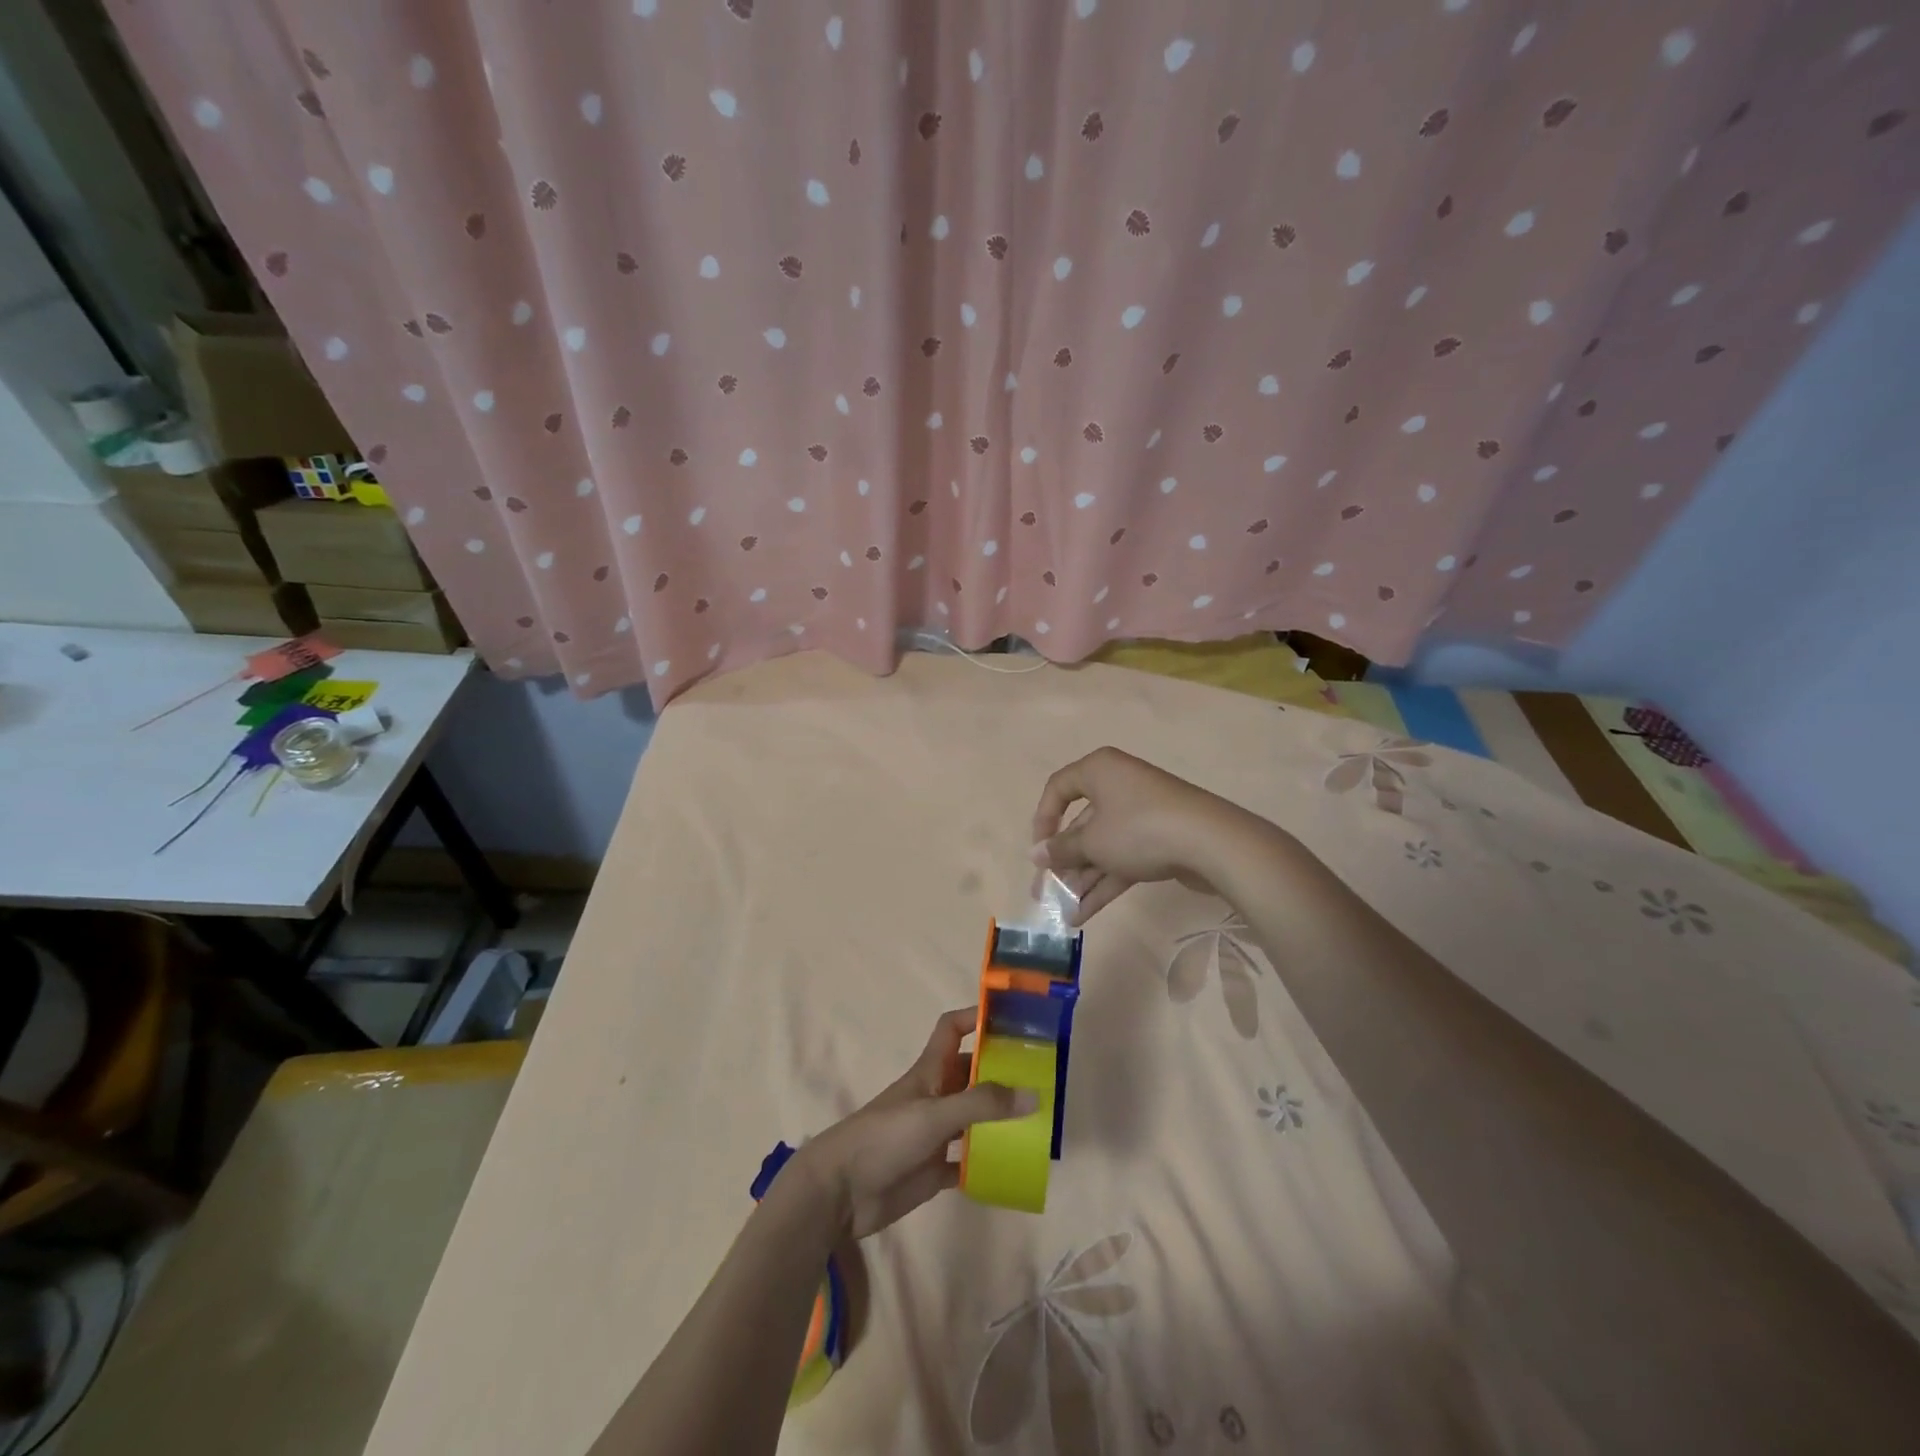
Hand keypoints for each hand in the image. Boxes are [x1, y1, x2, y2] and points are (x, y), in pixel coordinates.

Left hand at [790, 1008, 1035, 1239]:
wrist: (840, 1192)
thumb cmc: (884, 1138)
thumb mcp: (934, 1114)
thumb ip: (982, 1104)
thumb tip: (1033, 1093)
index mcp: (930, 1071)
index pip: (952, 1029)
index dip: (976, 1017)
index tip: (1012, 1017)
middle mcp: (935, 1097)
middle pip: (971, 1074)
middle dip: (1001, 1072)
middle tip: (1042, 1077)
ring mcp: (934, 1134)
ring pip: (973, 1117)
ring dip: (999, 1118)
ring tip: (1038, 1121)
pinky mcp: (932, 1170)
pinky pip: (967, 1161)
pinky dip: (987, 1162)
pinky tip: (1013, 1167)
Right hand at [1031, 747, 1251, 921]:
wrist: (1211, 843)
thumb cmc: (1139, 829)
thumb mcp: (1092, 841)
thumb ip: (1061, 849)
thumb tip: (1037, 854)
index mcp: (1099, 771)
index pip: (1058, 788)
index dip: (1042, 820)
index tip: (1038, 852)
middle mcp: (1118, 785)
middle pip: (1081, 824)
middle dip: (1064, 862)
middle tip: (1046, 893)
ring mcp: (1141, 814)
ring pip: (1102, 846)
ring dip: (1083, 879)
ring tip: (1065, 912)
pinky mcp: (1159, 839)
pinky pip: (1123, 858)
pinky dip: (1104, 883)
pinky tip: (1085, 914)